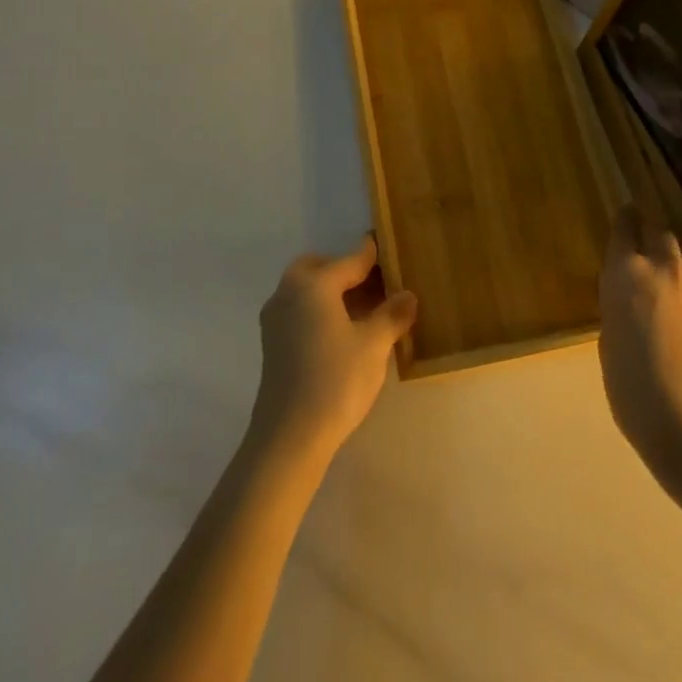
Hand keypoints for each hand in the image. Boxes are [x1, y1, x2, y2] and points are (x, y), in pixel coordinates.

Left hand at [249, 234, 417, 461]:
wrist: (289, 436)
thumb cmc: (336, 380)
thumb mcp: (374, 345)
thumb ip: (392, 315)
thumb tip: (408, 295)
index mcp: (313, 285)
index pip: (349, 260)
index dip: (372, 254)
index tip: (386, 245)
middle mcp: (288, 293)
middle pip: (319, 269)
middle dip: (345, 271)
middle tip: (375, 284)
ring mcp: (275, 320)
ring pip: (307, 291)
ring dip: (332, 292)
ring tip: (365, 310)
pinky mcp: (272, 344)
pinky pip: (300, 311)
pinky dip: (320, 311)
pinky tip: (343, 333)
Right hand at [598, 205, 681, 486]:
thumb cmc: (636, 392)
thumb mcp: (610, 345)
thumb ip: (619, 310)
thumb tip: (632, 302)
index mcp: (625, 275)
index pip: (624, 228)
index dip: (625, 219)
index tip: (627, 212)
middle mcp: (665, 267)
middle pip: (660, 235)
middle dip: (652, 242)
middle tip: (648, 263)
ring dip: (679, 266)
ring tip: (676, 294)